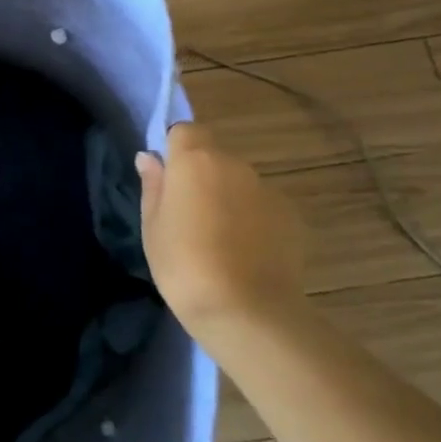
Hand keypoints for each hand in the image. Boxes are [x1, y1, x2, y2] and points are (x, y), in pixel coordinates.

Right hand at [137, 122, 306, 332]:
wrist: (247, 311)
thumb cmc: (184, 265)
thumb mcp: (152, 227)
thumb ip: (153, 186)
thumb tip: (149, 158)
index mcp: (196, 161)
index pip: (185, 130)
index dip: (175, 150)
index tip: (167, 180)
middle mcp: (235, 165)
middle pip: (214, 157)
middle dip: (201, 177)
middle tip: (187, 217)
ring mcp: (267, 190)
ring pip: (239, 183)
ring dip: (227, 199)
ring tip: (218, 241)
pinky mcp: (291, 216)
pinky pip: (262, 207)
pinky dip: (252, 221)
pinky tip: (245, 255)